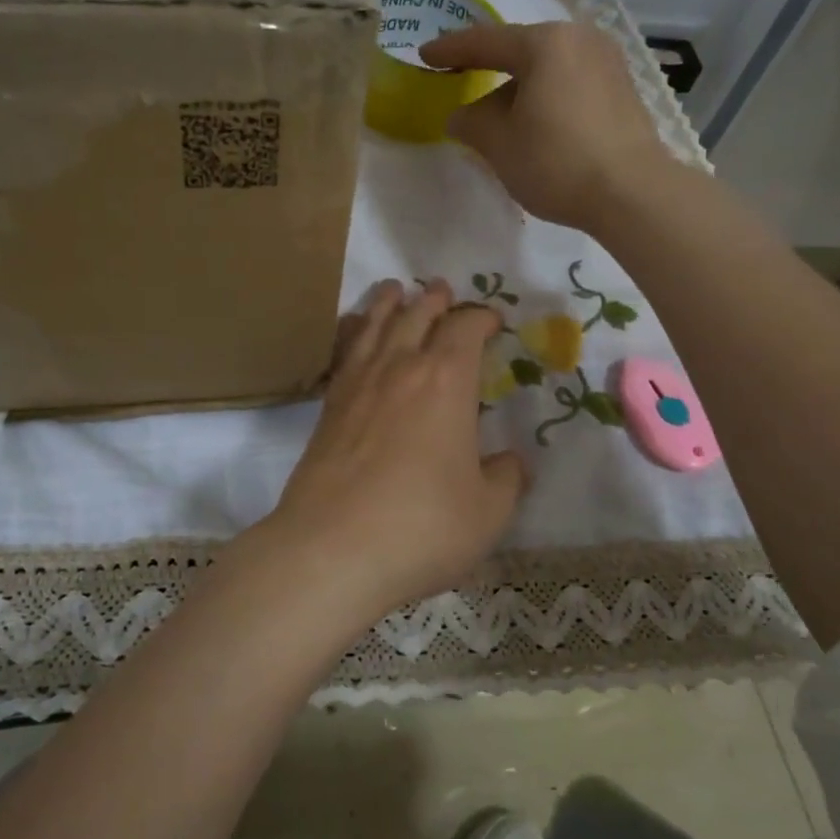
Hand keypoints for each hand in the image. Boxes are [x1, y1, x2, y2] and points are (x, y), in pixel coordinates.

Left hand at [258, 280, 528, 619]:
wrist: (331, 550)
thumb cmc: (421, 527)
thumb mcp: (487, 512)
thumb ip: (505, 480)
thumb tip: (511, 463)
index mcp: (447, 382)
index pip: (466, 330)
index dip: (481, 318)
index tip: (492, 320)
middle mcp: (400, 369)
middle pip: (417, 317)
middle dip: (435, 301)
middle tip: (442, 290)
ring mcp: (357, 385)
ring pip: (374, 326)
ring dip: (388, 303)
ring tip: (393, 289)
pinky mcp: (327, 408)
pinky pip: (343, 353)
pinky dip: (352, 332)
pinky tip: (353, 332)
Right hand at [421, 21, 673, 231]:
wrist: (632, 193)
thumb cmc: (556, 162)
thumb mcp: (500, 145)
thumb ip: (471, 123)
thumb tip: (461, 116)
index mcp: (546, 43)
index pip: (486, 41)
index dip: (450, 50)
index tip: (425, 56)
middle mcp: (580, 40)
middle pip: (522, 51)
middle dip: (490, 69)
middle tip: (462, 79)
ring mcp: (607, 63)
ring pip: (548, 69)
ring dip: (520, 89)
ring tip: (500, 116)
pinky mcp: (622, 90)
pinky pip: (570, 84)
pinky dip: (546, 98)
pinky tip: (536, 124)